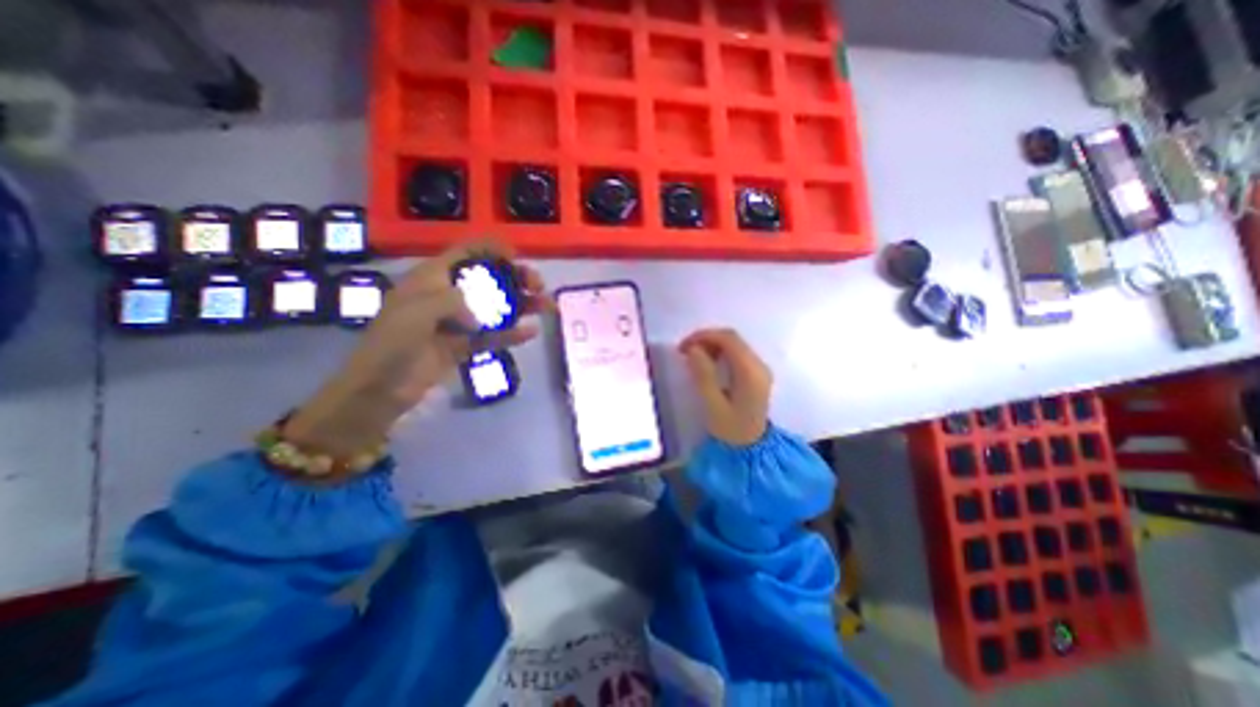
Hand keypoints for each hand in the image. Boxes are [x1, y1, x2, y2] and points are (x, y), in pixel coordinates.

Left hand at [286, 242, 548, 454]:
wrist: (380, 389)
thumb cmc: (392, 343)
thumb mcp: (417, 311)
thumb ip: (453, 301)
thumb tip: (481, 314)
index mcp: (431, 279)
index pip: (465, 254)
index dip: (491, 249)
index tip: (516, 254)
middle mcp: (448, 296)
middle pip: (488, 281)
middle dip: (514, 279)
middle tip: (538, 286)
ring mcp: (458, 322)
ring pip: (496, 308)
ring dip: (521, 305)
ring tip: (546, 306)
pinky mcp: (464, 345)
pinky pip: (493, 336)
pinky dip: (512, 334)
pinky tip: (531, 331)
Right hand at [686, 325, 772, 446]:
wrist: (754, 449)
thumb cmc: (731, 431)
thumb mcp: (713, 405)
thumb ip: (703, 375)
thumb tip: (693, 350)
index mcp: (750, 372)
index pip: (728, 339)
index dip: (703, 336)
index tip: (683, 346)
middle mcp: (759, 365)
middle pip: (732, 338)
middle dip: (706, 339)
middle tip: (686, 351)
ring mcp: (761, 369)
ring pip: (736, 344)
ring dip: (713, 345)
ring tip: (694, 357)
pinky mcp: (758, 374)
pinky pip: (738, 353)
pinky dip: (721, 352)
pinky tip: (709, 364)